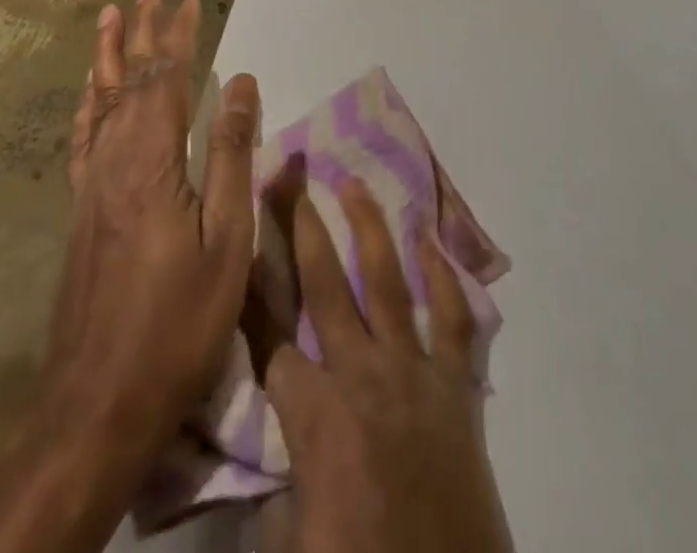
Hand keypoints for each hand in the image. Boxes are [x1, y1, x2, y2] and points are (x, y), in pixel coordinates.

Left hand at [45, 0, 260, 468]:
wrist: (98, 400)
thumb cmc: (178, 319)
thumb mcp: (225, 237)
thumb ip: (230, 154)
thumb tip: (243, 82)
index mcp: (152, 162)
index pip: (166, 81)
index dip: (178, 38)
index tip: (190, 1)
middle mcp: (114, 161)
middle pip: (129, 82)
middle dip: (142, 34)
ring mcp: (92, 186)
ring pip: (99, 103)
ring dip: (109, 58)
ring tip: (111, 20)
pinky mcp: (81, 211)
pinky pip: (83, 138)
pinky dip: (88, 104)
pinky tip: (90, 95)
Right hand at [254, 176, 513, 552]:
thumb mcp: (294, 538)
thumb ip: (280, 478)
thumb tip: (270, 444)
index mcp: (317, 418)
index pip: (271, 341)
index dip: (250, 294)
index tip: (239, 242)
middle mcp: (364, 376)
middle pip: (326, 288)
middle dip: (302, 230)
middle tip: (290, 180)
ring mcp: (415, 371)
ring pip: (387, 282)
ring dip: (369, 228)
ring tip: (352, 184)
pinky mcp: (456, 384)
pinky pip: (454, 317)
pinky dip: (444, 275)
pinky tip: (429, 238)